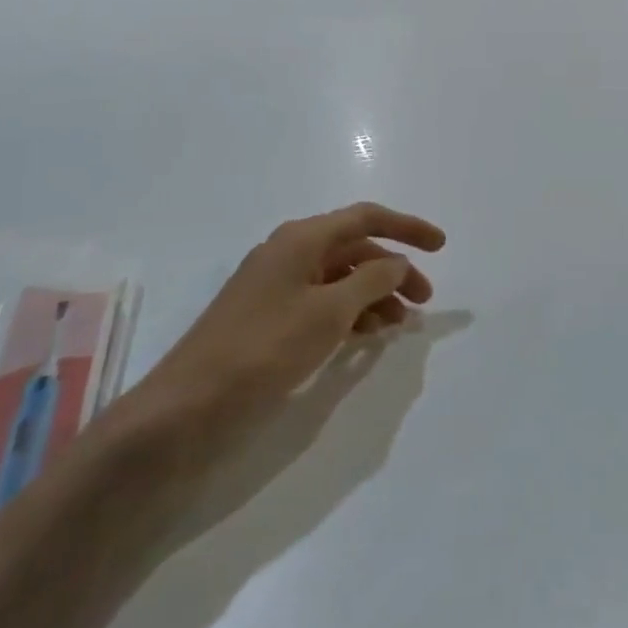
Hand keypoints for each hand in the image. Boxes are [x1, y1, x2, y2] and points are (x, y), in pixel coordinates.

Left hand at [118, 202, 444, 449]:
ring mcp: (276, 286)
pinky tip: (366, 337)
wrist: (185, 408)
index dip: (407, 228)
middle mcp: (290, 253)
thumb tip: (398, 263)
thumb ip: (372, 281)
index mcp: (302, 239)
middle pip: (355, 249)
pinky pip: (322, 303)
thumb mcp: (328, 312)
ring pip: (340, 279)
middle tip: (424, 302)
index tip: (442, 246)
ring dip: (374, 295)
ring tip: (399, 326)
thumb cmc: (263, 348)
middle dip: (394, 270)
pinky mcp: (269, 318)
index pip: (366, 218)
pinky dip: (350, 314)